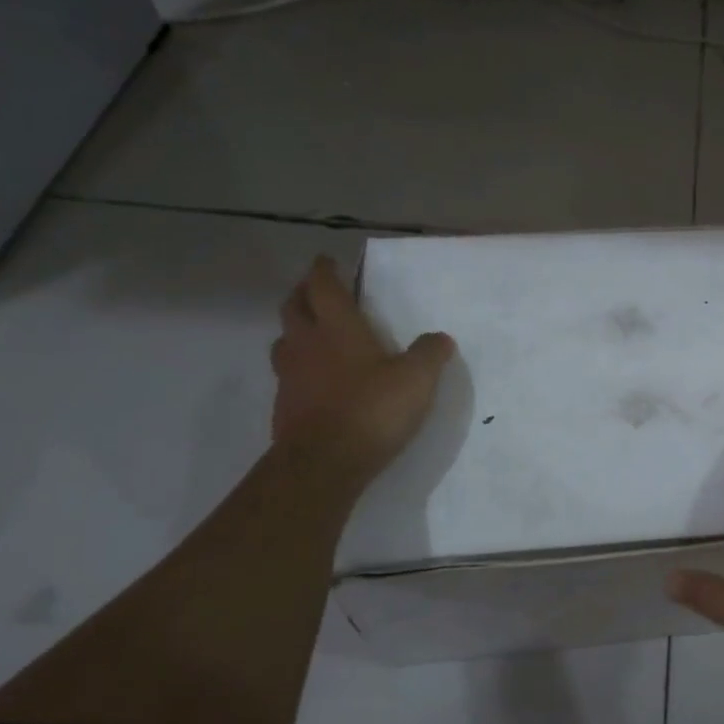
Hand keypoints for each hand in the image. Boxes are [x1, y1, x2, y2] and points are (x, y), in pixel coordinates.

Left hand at [270, 254, 455, 479]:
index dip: (324, 270)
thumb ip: (429, 353)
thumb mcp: (417, 379)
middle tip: (316, 291)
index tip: (327, 260)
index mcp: (338, 327)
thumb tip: (440, 338)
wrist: (324, 463)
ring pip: (284, 340)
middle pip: (293, 307)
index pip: (323, 286)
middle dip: (303, 293)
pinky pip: (287, 376)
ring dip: (295, 330)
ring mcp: (289, 376)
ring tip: (311, 334)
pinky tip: (314, 382)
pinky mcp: (284, 407)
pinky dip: (298, 368)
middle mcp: (307, 344)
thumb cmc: (372, 409)